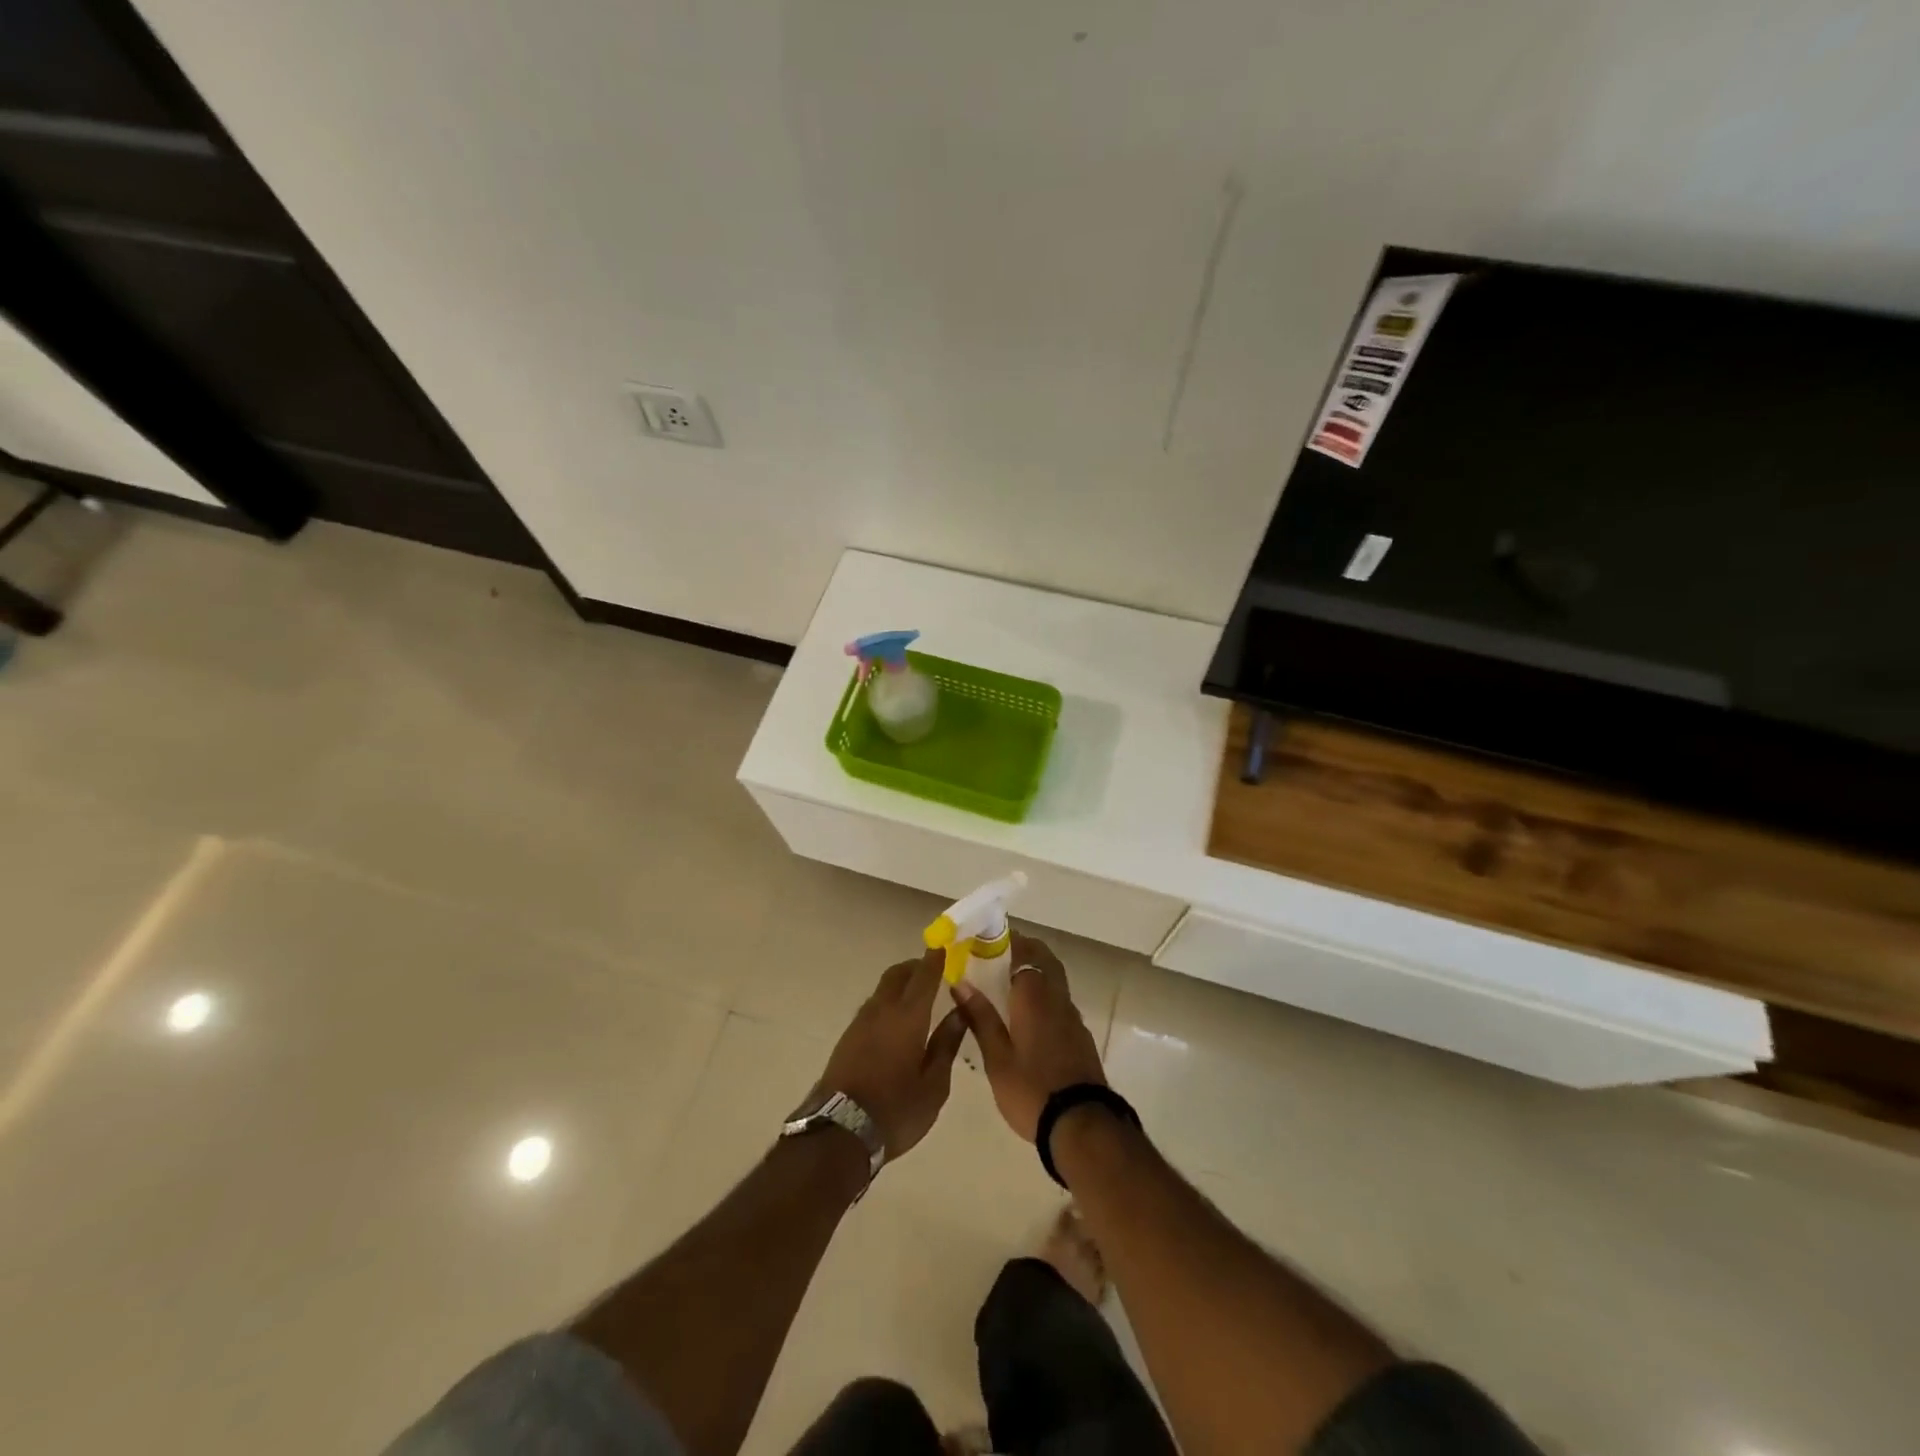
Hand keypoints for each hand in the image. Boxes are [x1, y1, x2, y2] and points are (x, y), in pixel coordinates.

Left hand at [811, 949, 966, 1158]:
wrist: (839, 1132)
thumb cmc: (896, 1110)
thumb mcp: (934, 1084)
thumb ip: (947, 1044)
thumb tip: (960, 1012)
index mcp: (908, 1016)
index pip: (924, 975)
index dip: (936, 957)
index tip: (946, 944)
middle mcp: (882, 1009)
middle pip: (898, 974)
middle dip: (916, 966)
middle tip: (934, 971)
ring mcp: (860, 1022)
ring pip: (883, 989)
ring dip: (900, 984)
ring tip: (918, 998)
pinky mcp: (848, 1037)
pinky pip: (872, 1007)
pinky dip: (888, 1003)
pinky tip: (896, 1022)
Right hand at [949, 932, 1104, 1141]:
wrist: (1082, 1125)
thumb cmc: (1031, 1090)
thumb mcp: (996, 1058)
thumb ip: (980, 1017)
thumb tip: (960, 983)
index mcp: (1034, 996)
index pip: (1024, 952)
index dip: (1007, 942)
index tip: (987, 941)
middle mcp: (1057, 998)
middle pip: (1045, 960)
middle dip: (1024, 951)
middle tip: (998, 957)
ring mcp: (1072, 1017)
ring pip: (1055, 980)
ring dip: (1036, 972)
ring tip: (1009, 984)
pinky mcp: (1080, 1036)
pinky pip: (1060, 1001)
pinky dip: (1045, 995)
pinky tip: (1029, 1015)